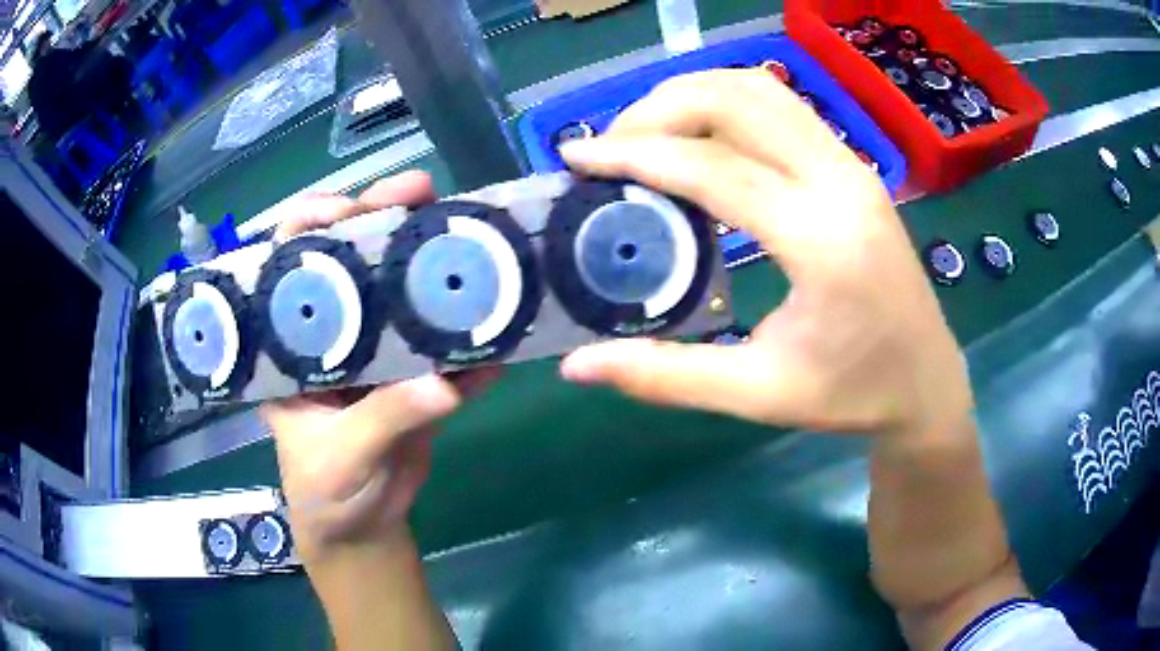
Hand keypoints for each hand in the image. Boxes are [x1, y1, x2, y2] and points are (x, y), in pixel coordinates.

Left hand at [260, 172, 496, 558]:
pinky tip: (496, 330)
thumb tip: (443, 384)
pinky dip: (471, 340)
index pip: (288, 264)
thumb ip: (385, 420)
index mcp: (291, 344)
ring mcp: (376, 351)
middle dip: (383, 220)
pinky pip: (444, 348)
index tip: (347, 208)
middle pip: (351, 260)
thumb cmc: (325, 492)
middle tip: (423, 194)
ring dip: (434, 266)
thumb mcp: (340, 457)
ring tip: (472, 240)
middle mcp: (331, 332)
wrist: (363, 526)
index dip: (311, 225)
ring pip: (402, 292)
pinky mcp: (415, 375)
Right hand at [559, 71, 1024, 645]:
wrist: (927, 381)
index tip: (578, 157)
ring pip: (761, 90)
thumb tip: (579, 367)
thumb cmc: (853, 395)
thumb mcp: (759, 394)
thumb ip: (667, 376)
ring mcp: (853, 165)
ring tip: (648, 133)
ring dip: (693, 96)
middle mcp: (841, 182)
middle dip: (659, 108)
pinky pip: (782, 106)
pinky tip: (700, 137)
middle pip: (737, 100)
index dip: (636, 153)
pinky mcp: (855, 166)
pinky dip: (727, 104)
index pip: (714, 167)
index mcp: (822, 241)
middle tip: (611, 146)